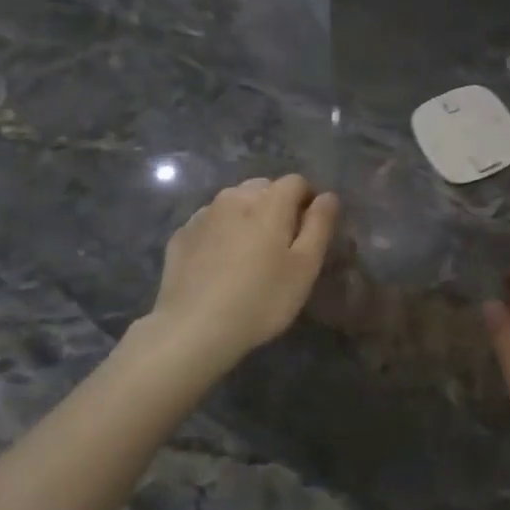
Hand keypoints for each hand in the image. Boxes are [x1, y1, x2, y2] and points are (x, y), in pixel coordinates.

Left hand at [145, 174, 339, 368]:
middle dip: (276, 206)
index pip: (296, 181)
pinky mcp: (181, 235)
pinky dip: (221, 232)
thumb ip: (320, 225)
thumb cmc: (261, 299)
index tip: (309, 231)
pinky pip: (210, 222)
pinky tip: (220, 263)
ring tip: (249, 254)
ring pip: (234, 202)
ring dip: (247, 216)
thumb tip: (328, 196)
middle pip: (263, 188)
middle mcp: (234, 197)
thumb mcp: (305, 267)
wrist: (193, 328)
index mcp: (269, 201)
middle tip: (280, 244)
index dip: (308, 201)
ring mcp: (203, 214)